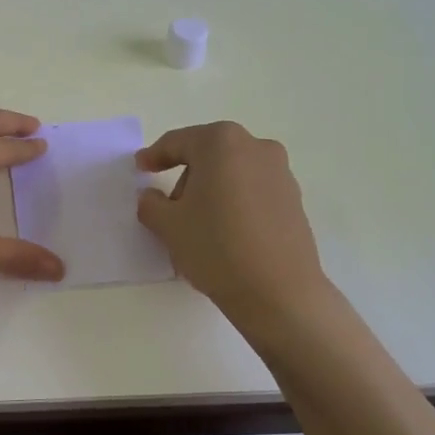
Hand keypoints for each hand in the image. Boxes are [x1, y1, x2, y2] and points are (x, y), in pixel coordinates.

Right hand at [136, 121, 331, 331]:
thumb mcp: (167, 225)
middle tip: (168, 207)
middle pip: (208, 155)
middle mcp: (255, 147)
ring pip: (232, 173)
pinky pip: (252, 192)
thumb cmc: (216, 247)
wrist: (278, 292)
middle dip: (186, 176)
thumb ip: (150, 203)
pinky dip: (234, 203)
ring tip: (198, 226)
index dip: (154, 156)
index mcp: (221, 142)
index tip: (140, 168)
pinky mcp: (294, 200)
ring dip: (211, 191)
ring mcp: (280, 173)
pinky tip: (225, 234)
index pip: (178, 142)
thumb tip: (151, 197)